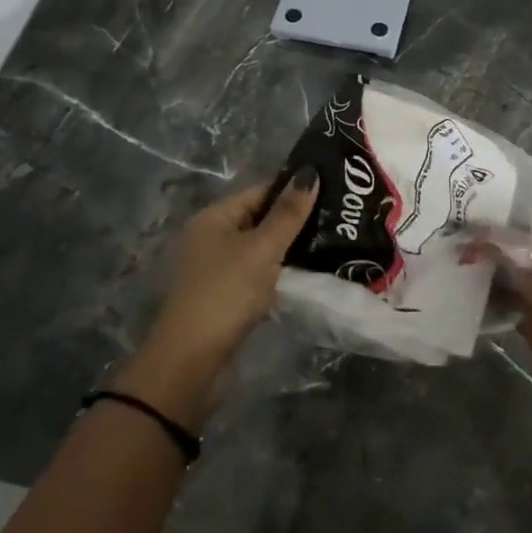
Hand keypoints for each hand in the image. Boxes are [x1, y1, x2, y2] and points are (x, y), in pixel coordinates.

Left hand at [120, 168, 319, 418]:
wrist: (192, 360)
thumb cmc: (227, 293)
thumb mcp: (262, 248)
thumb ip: (288, 213)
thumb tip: (310, 172)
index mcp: (215, 217)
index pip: (261, 191)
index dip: (294, 189)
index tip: (333, 190)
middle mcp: (212, 237)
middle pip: (261, 218)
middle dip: (295, 219)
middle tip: (339, 218)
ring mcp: (218, 267)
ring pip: (262, 247)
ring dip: (290, 247)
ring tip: (332, 242)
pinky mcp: (226, 295)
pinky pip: (259, 272)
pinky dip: (280, 271)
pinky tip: (308, 273)